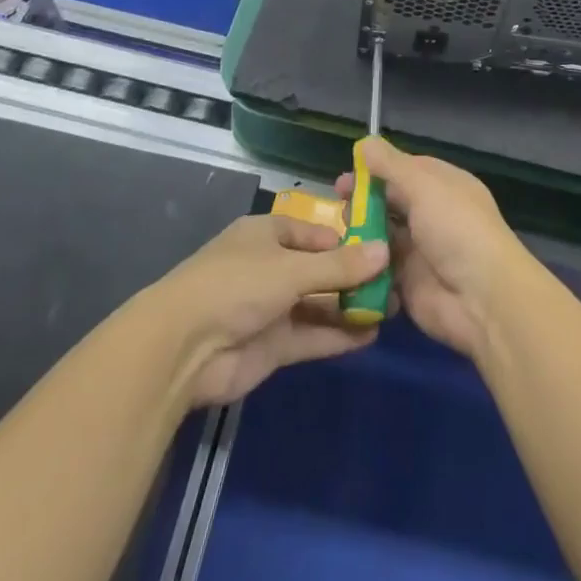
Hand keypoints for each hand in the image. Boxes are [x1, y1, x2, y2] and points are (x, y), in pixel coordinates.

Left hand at [144, 215, 389, 408]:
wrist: (183, 349)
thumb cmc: (236, 285)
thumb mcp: (291, 268)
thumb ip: (339, 266)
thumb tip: (385, 251)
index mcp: (267, 235)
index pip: (314, 232)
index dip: (346, 239)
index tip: (383, 246)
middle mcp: (270, 267)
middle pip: (319, 269)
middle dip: (354, 276)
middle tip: (397, 281)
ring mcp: (271, 308)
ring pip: (318, 304)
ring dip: (350, 306)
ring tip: (393, 308)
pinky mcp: (272, 346)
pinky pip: (312, 336)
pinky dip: (338, 335)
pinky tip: (371, 335)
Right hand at [335, 138, 532, 360]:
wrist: (482, 299)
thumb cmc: (456, 229)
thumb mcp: (424, 186)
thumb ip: (391, 166)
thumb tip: (365, 142)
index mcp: (443, 186)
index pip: (405, 170)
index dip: (375, 170)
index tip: (347, 175)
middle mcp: (432, 214)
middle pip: (391, 202)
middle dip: (363, 201)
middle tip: (337, 204)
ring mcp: (419, 250)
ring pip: (382, 235)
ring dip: (361, 233)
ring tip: (337, 234)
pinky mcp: (407, 284)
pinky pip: (379, 269)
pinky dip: (364, 265)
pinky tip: (343, 261)